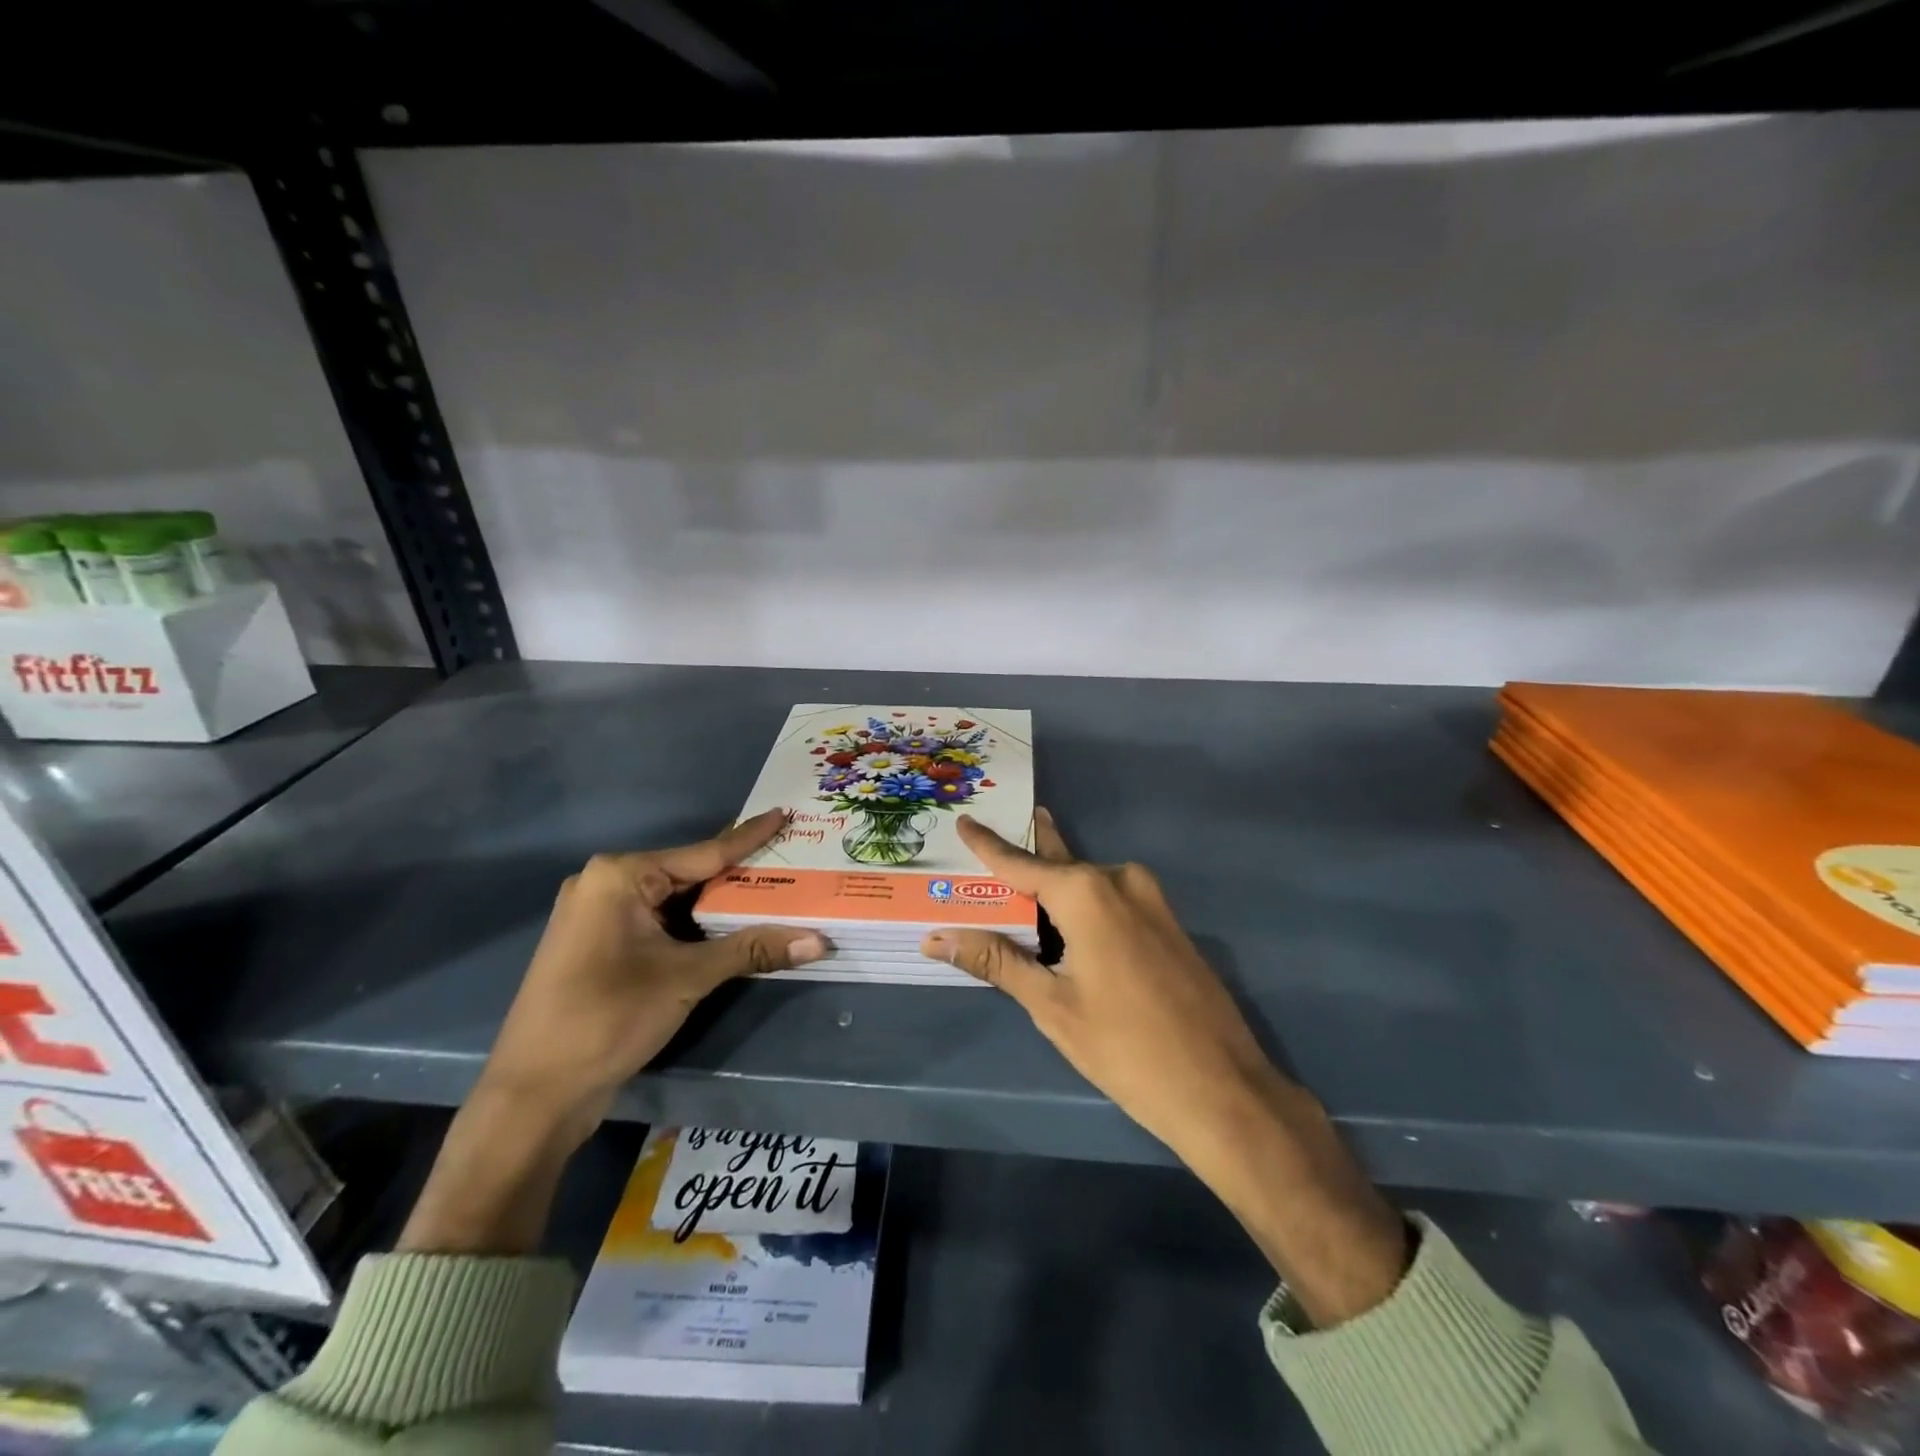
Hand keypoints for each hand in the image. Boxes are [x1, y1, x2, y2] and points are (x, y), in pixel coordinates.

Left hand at [401, 810, 826, 1255]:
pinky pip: (660, 923)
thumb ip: (752, 950)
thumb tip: (819, 942)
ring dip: (720, 905)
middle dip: (739, 876)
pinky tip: (732, 928)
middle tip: (790, 862)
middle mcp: (606, 885)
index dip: (749, 837)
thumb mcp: (686, 978)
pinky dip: (696, 926)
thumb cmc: (607, 1018)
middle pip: (690, 875)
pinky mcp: (601, 947)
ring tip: (774, 893)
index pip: (703, 852)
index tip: (784, 814)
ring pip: (676, 902)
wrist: (534, 1095)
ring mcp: (600, 917)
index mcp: (620, 876)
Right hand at [923, 809, 1406, 1324]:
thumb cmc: (1125, 1047)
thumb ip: (996, 961)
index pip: (1020, 863)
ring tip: (1016, 888)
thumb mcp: (1051, 1005)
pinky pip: (1112, 900)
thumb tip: (938, 937)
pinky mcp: (1168, 923)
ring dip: (1052, 886)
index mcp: (1086, 892)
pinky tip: (1063, 923)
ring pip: (1086, 883)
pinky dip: (1081, 905)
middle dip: (1024, 855)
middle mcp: (1119, 880)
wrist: (1222, 1088)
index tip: (965, 820)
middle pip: (1057, 864)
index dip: (988, 844)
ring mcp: (1150, 900)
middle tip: (989, 839)